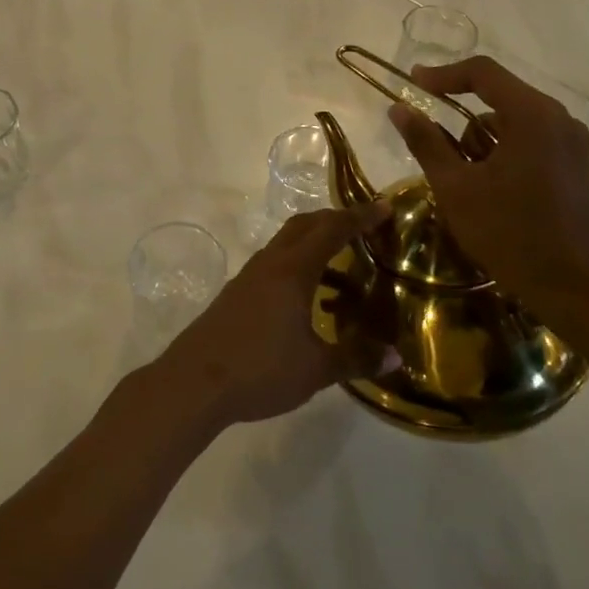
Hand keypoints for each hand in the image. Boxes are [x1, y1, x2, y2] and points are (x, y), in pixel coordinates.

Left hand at [152, 202, 391, 430]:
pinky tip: (307, 301)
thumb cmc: (260, 369)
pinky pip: (273, 265)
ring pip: (286, 244)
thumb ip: (356, 358)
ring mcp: (249, 276)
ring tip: (342, 268)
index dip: (359, 216)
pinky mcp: (236, 293)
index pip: (332, 230)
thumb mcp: (315, 369)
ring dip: (314, 244)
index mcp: (293, 270)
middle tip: (363, 228)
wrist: (194, 382)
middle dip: (335, 220)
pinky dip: (296, 266)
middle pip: (305, 226)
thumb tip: (395, 357)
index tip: (384, 206)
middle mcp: (270, 263)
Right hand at [389, 57, 588, 330]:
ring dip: (482, 142)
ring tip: (466, 185)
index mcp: (533, 115)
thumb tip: (399, 109)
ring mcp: (571, 143)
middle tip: (436, 151)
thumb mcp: (456, 188)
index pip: (482, 73)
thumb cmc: (511, 234)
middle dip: (461, 121)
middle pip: (497, 97)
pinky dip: (502, 154)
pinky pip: (529, 141)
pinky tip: (490, 191)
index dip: (443, 75)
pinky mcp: (575, 165)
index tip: (412, 83)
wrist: (577, 289)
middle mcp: (558, 119)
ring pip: (511, 122)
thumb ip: (426, 142)